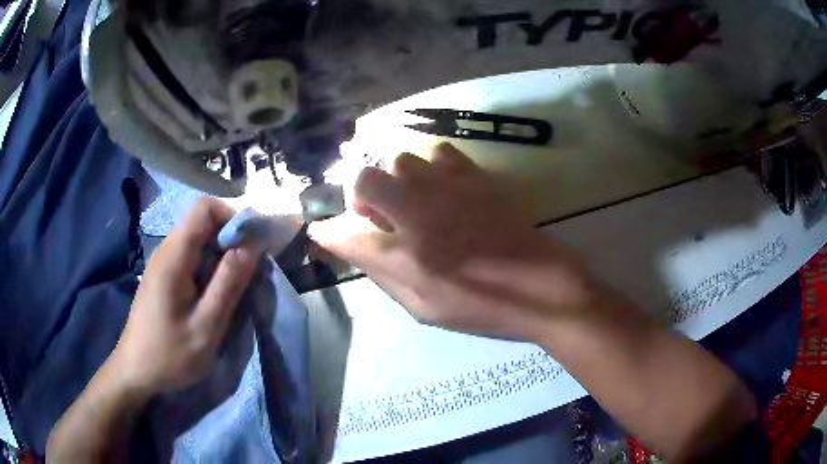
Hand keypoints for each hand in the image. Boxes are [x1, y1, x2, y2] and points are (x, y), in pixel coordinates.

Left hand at [109, 199, 260, 395]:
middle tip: (250, 270)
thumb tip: (254, 243)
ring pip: (198, 240)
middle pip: (202, 222)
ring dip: (222, 254)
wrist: (136, 371)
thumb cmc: (170, 354)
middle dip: (231, 238)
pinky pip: (191, 256)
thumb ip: (229, 282)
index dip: (233, 217)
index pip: (205, 208)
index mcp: (174, 257)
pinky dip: (210, 266)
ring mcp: (163, 263)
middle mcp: (166, 250)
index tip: (254, 245)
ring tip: (235, 284)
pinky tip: (214, 293)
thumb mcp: (206, 325)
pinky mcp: (163, 276)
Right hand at [310, 143, 593, 341]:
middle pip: (364, 180)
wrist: (541, 286)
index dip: (327, 232)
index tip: (323, 231)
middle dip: (360, 197)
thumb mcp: (424, 310)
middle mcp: (419, 215)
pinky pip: (438, 151)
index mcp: (405, 258)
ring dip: (396, 181)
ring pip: (400, 159)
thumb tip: (354, 248)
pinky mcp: (476, 177)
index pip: (345, 235)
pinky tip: (440, 187)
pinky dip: (429, 166)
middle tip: (378, 216)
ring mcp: (449, 189)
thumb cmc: (481, 308)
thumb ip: (384, 276)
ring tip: (413, 202)